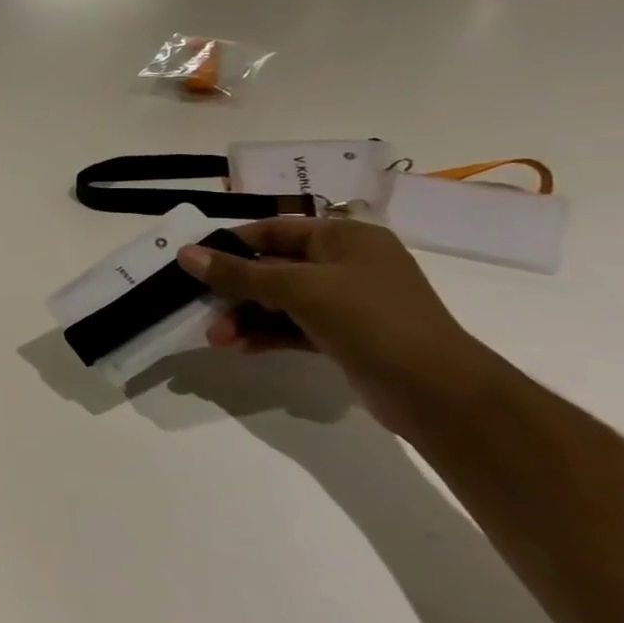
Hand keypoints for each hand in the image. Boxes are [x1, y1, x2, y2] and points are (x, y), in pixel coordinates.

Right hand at [177, 219, 490, 436]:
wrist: (438, 392)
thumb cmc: (370, 320)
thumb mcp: (298, 289)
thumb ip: (238, 273)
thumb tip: (185, 254)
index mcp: (345, 238)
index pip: (274, 230)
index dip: (231, 244)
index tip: (193, 262)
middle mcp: (347, 263)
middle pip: (273, 267)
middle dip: (235, 291)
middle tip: (201, 309)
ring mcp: (348, 301)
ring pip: (279, 301)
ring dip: (246, 317)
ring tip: (218, 339)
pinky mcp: (345, 335)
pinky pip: (293, 326)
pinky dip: (266, 334)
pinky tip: (241, 348)